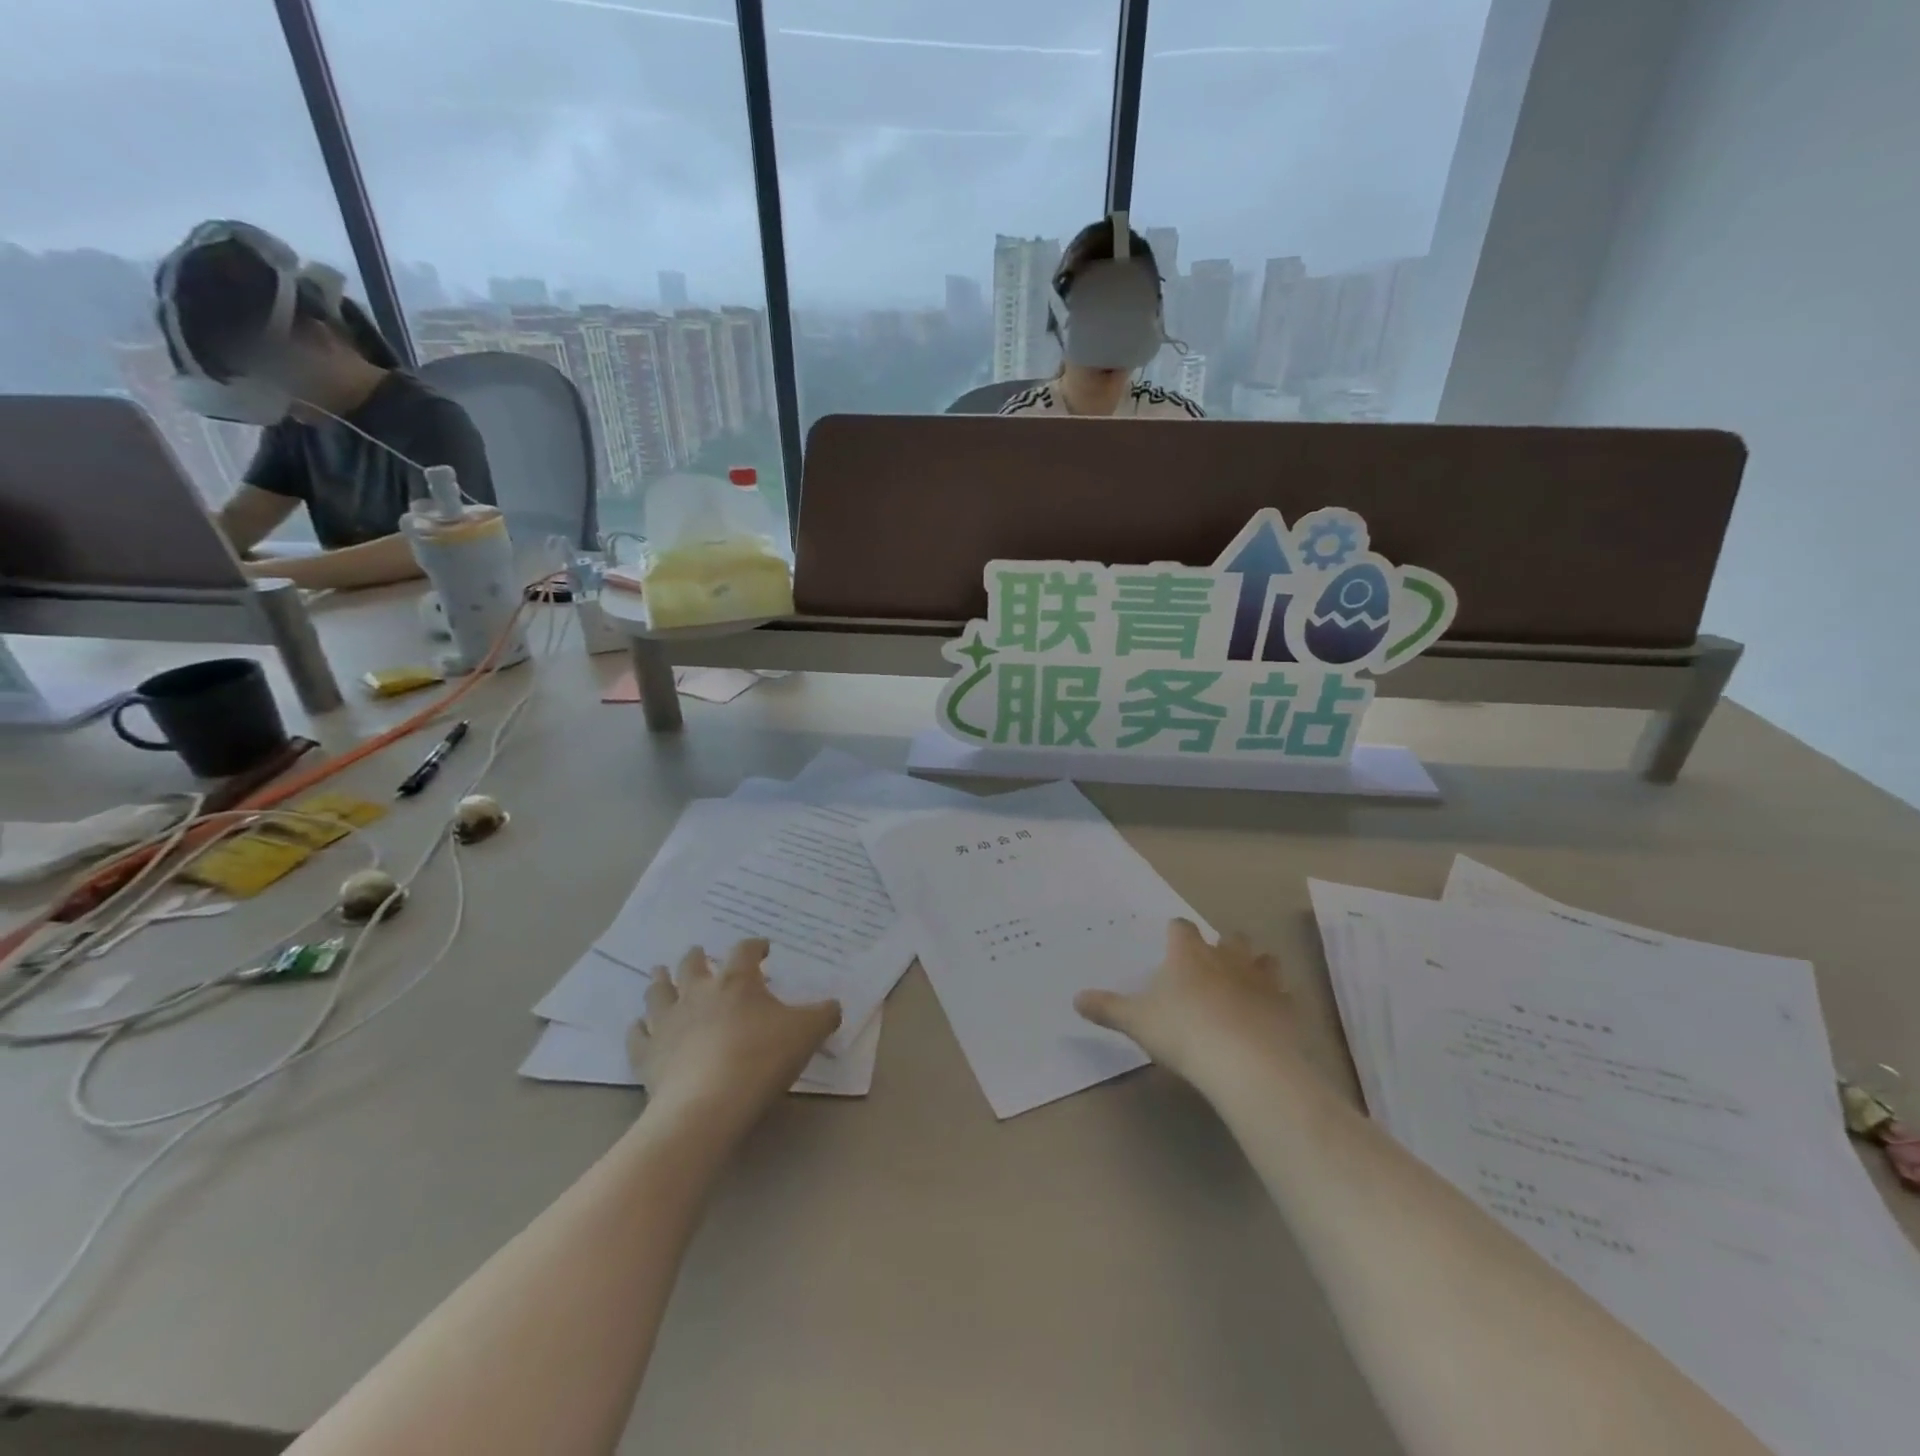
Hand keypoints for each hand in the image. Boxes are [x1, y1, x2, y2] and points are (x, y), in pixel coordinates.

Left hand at [628, 939, 840, 1125]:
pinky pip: (638, 1035)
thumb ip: (824, 1014)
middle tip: (699, 954)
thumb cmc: (761, 1059)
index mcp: (736, 981)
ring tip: (659, 974)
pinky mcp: (647, 1055)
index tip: (764, 949)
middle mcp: (698, 992)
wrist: (707, 1106)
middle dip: (697, 957)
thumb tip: (834, 1005)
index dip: (755, 946)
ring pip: (658, 992)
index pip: (745, 951)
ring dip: (660, 981)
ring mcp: (667, 1022)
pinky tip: (639, 1026)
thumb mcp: (807, 1033)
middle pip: (692, 964)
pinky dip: (638, 1028)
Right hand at [1075, 919, 1300, 1091]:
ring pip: (1264, 959)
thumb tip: (1075, 998)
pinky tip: (1269, 1016)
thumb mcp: (1136, 1021)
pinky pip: (1285, 995)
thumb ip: (1107, 1008)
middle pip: (1229, 937)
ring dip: (1256, 965)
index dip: (1176, 933)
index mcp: (1188, 954)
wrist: (1245, 1062)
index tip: (1171, 941)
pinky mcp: (1286, 1007)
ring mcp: (1261, 980)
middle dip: (1222, 945)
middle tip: (1212, 963)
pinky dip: (1277, 1001)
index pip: (1181, 928)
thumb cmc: (1183, 1032)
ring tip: (1246, 982)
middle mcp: (1226, 957)